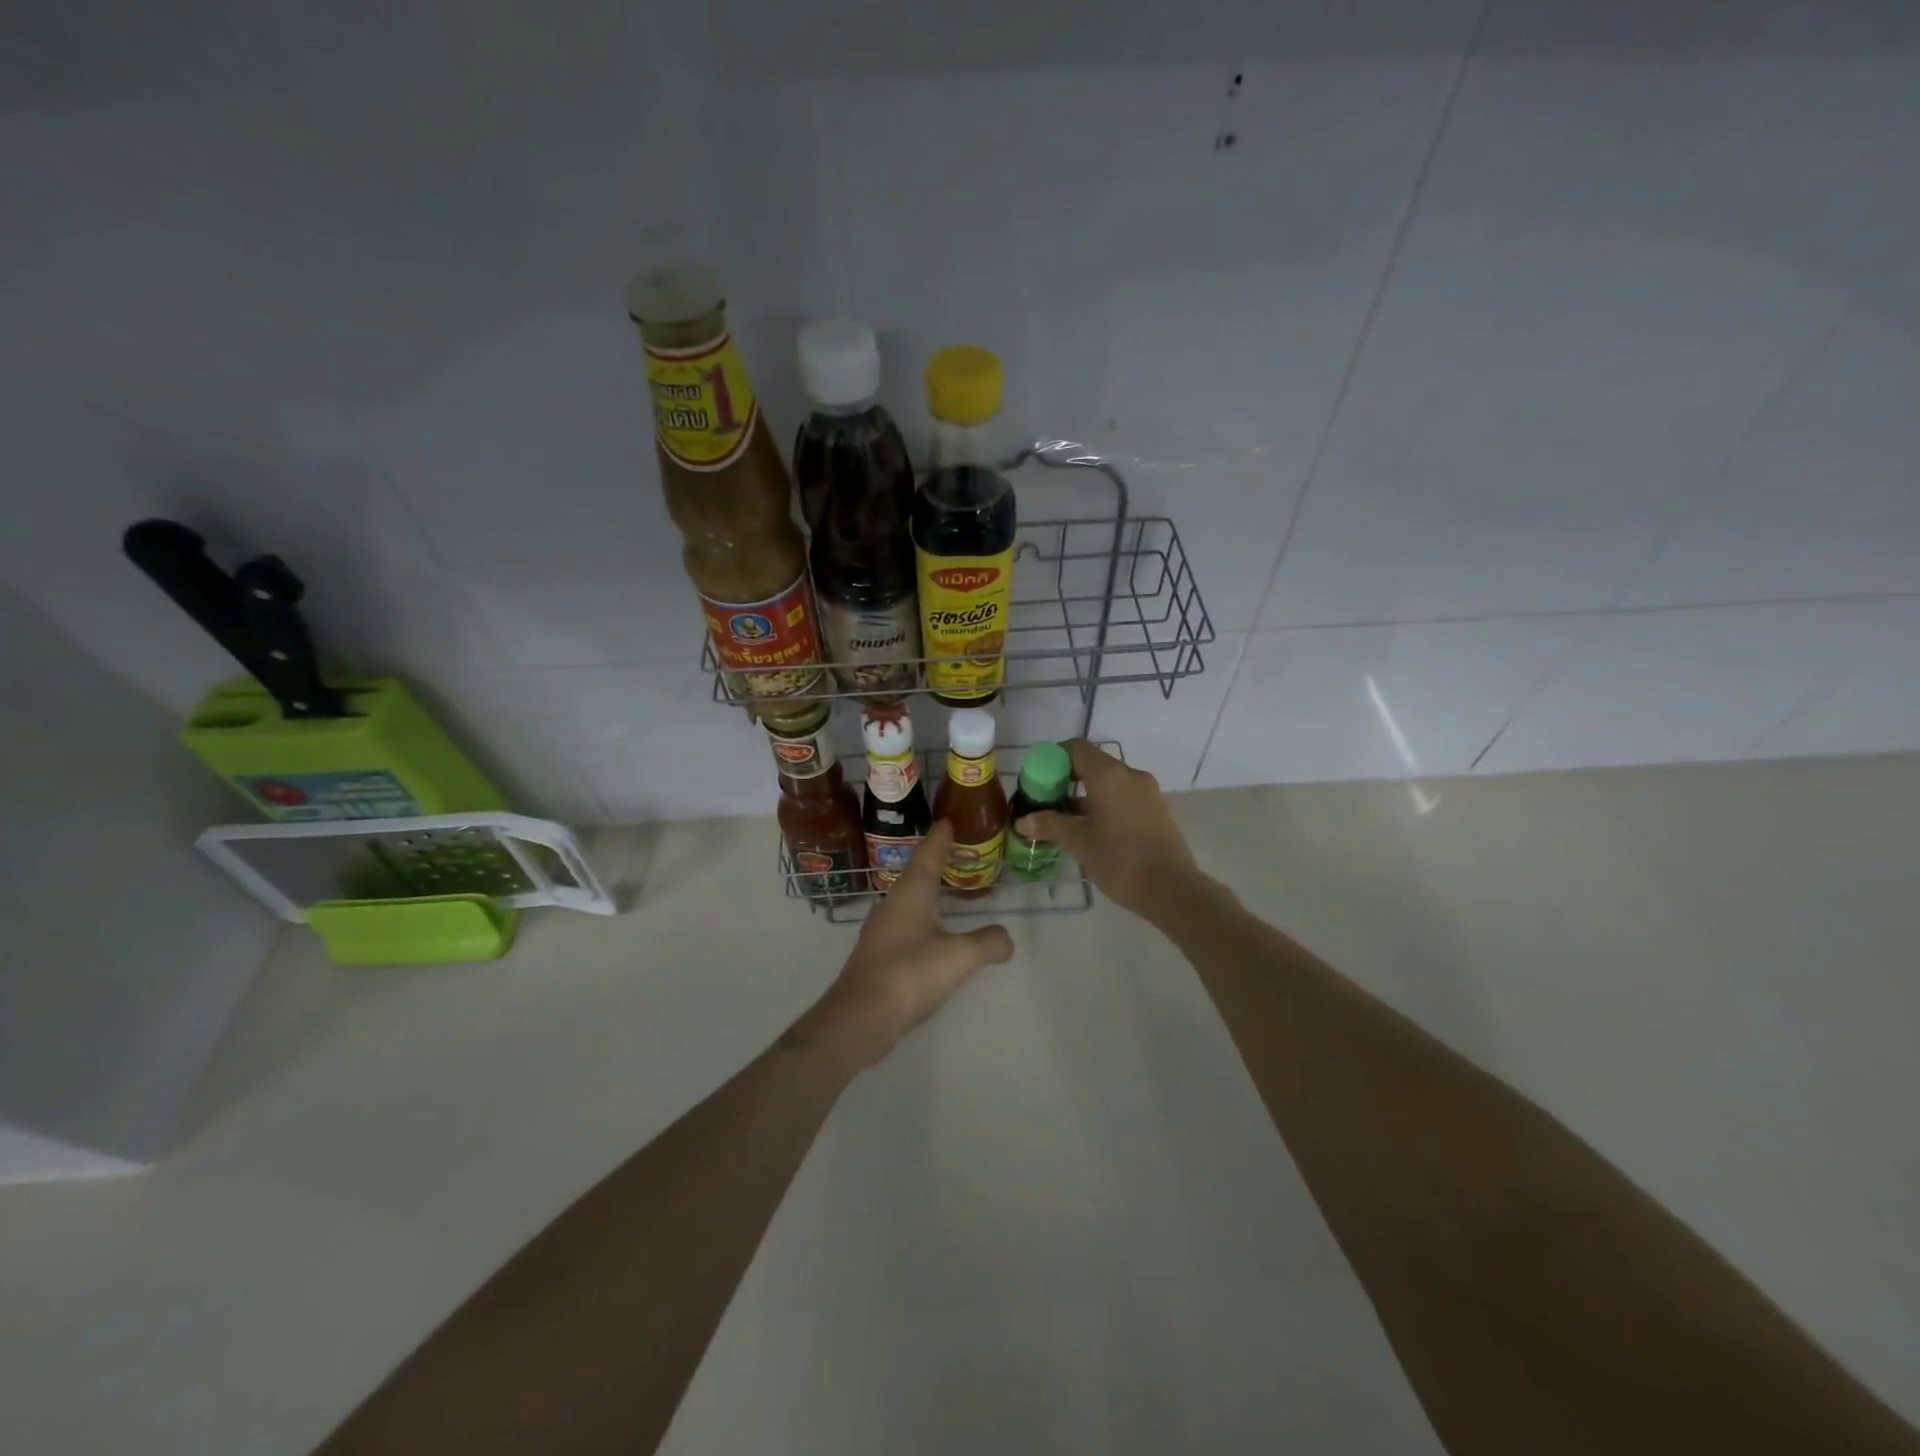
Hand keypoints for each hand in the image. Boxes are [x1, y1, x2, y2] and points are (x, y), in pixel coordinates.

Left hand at [788, 821, 1013, 1070]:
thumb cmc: (909, 974)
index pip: (928, 854)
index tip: (950, 821)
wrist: (860, 1017)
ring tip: (951, 891)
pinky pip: (907, 924)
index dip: (941, 838)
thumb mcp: (959, 956)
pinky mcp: (879, 954)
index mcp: (910, 893)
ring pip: (910, 900)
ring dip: (930, 892)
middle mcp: (893, 904)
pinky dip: (925, 919)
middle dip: (937, 862)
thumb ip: (988, 942)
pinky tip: (935, 934)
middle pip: (917, 874)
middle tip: (959, 853)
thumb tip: (1006, 937)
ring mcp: (882, 930)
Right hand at [1012, 738, 1202, 921]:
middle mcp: (1130, 775)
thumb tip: (1022, 820)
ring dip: (1084, 795)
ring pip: (1108, 783)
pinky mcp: (1156, 810)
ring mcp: (1147, 792)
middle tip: (1046, 803)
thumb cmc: (1120, 859)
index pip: (1076, 748)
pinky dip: (1103, 805)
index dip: (1052, 759)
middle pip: (1092, 764)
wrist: (1172, 889)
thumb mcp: (1079, 842)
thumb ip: (1049, 825)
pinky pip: (1123, 797)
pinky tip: (1091, 831)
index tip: (1037, 781)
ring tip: (1064, 822)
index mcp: (1109, 775)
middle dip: (1066, 780)